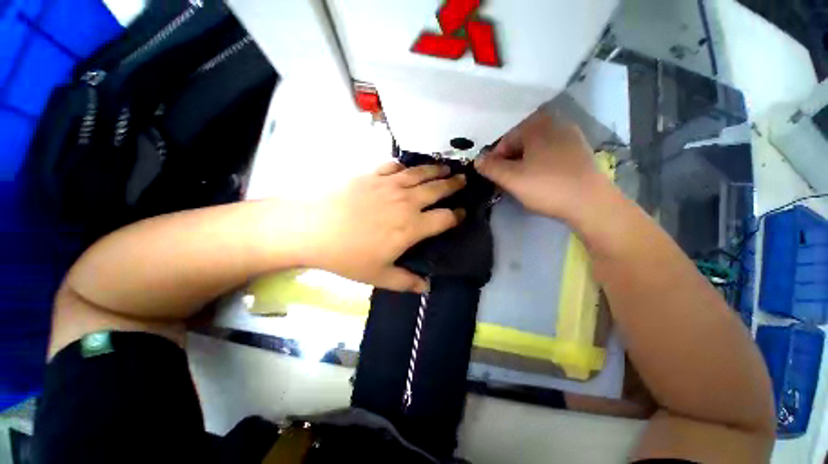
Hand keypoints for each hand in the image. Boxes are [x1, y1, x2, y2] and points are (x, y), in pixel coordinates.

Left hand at [296, 162, 466, 292]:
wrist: (313, 228)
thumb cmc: (348, 255)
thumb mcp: (378, 276)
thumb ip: (406, 282)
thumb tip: (426, 288)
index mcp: (411, 226)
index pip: (445, 218)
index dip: (457, 216)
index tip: (463, 213)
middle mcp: (406, 201)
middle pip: (438, 190)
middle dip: (454, 185)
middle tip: (463, 180)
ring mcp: (389, 185)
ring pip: (420, 174)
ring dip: (436, 170)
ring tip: (446, 168)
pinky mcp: (372, 175)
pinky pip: (395, 166)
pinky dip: (405, 166)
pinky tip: (408, 167)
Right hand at [474, 111, 606, 219]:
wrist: (591, 203)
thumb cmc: (546, 186)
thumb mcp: (511, 178)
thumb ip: (490, 167)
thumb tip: (477, 160)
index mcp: (537, 125)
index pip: (505, 138)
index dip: (495, 157)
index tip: (492, 175)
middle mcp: (555, 124)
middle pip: (521, 141)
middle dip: (509, 160)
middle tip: (505, 180)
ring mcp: (571, 137)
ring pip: (536, 148)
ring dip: (523, 162)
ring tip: (520, 182)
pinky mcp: (580, 151)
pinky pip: (551, 153)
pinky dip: (539, 163)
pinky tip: (540, 179)